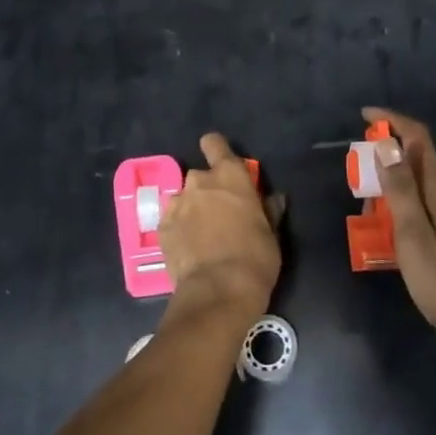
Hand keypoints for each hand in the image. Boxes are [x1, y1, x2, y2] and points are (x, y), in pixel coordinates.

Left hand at [157, 133, 280, 320]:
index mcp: (230, 176)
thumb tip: (274, 198)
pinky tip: (188, 248)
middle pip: (199, 175)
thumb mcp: (271, 233)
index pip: (214, 143)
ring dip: (191, 209)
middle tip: (218, 214)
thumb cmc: (255, 257)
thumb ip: (268, 210)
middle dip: (207, 190)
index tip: (222, 166)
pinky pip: (171, 220)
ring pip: (183, 198)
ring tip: (201, 235)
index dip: (216, 150)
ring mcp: (177, 204)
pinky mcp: (161, 228)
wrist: (218, 291)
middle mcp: (199, 182)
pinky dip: (178, 229)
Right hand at [362, 107, 435, 357]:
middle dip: (385, 166)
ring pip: (422, 192)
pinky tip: (398, 244)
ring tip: (372, 225)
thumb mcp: (414, 237)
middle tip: (360, 192)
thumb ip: (400, 190)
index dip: (393, 121)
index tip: (365, 115)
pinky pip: (429, 213)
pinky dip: (407, 215)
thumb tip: (387, 143)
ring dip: (394, 195)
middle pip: (418, 164)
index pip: (419, 138)